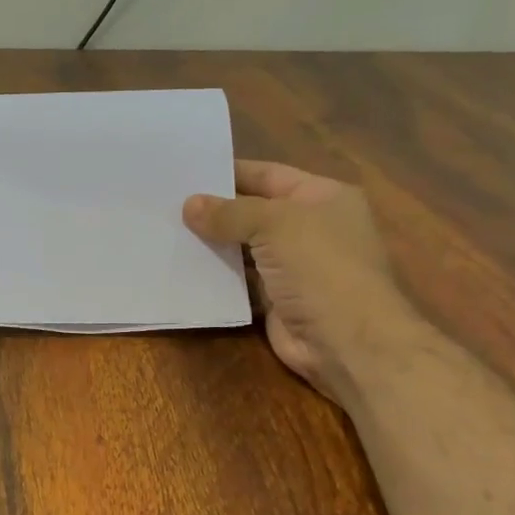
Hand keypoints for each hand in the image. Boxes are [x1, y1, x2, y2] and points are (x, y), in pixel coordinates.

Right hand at [183, 160, 412, 404]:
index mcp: (322, 197)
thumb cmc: (321, 267)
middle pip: (253, 212)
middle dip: (215, 210)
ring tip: (166, 232)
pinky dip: (216, 276)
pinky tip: (182, 267)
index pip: (268, 175)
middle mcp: (310, 228)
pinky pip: (240, 282)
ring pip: (244, 248)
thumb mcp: (275, 225)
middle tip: (167, 203)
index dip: (229, 172)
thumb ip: (229, 213)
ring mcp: (294, 267)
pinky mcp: (277, 300)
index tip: (187, 172)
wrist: (348, 342)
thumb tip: (189, 205)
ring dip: (212, 244)